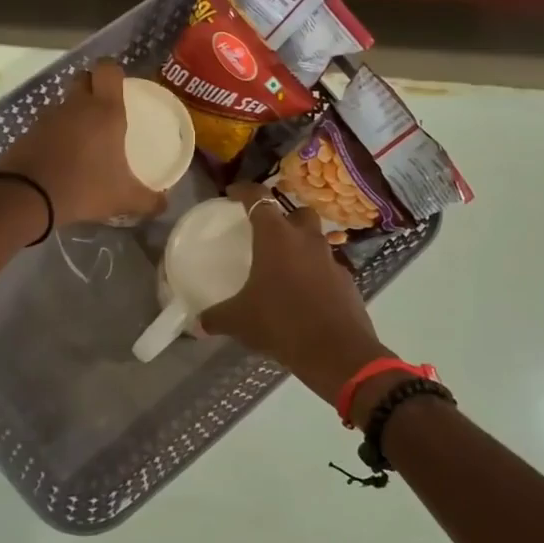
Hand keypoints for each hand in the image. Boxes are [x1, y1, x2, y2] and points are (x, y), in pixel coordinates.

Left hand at [0, 58, 167, 226]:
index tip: (121, 88)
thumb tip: (165, 203)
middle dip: (93, 87)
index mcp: (105, 110)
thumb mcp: (124, 199)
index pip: (108, 68)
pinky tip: (62, 157)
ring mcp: (49, 116)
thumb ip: (149, 200)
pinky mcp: (28, 131)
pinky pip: (47, 124)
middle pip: (83, 78)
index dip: (114, 72)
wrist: (27, 196)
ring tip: (84, 141)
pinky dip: (55, 134)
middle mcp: (77, 105)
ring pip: (65, 102)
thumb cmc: (84, 187)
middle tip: (104, 112)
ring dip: (74, 114)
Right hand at [201, 184, 387, 403]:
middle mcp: (306, 239)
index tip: (232, 193)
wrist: (336, 351)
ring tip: (285, 266)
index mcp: (276, 237)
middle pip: (297, 212)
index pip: (258, 199)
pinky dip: (315, 273)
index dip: (244, 191)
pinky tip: (304, 294)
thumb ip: (216, 317)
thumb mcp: (240, 321)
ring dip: (301, 246)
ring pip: (316, 239)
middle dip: (284, 217)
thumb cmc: (281, 323)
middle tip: (267, 233)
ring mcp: (330, 259)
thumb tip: (197, 323)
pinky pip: (327, 267)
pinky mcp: (346, 281)